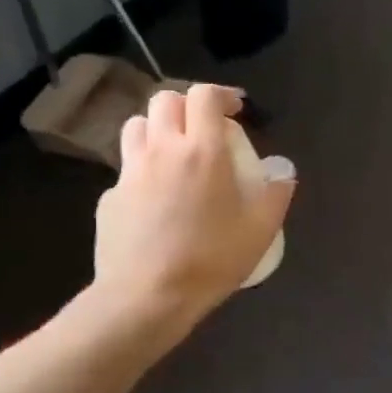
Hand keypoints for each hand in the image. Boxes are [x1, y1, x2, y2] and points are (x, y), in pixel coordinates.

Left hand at [91, 85, 293, 338]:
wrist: (146, 297)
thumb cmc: (210, 260)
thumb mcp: (260, 231)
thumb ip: (276, 195)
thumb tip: (283, 172)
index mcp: (202, 150)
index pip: (204, 95)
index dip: (221, 94)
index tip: (234, 110)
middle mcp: (161, 150)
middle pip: (164, 100)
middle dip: (186, 105)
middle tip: (203, 129)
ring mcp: (129, 172)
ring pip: (136, 126)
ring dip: (157, 129)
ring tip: (173, 153)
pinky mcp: (108, 197)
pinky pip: (125, 169)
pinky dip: (141, 170)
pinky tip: (154, 200)